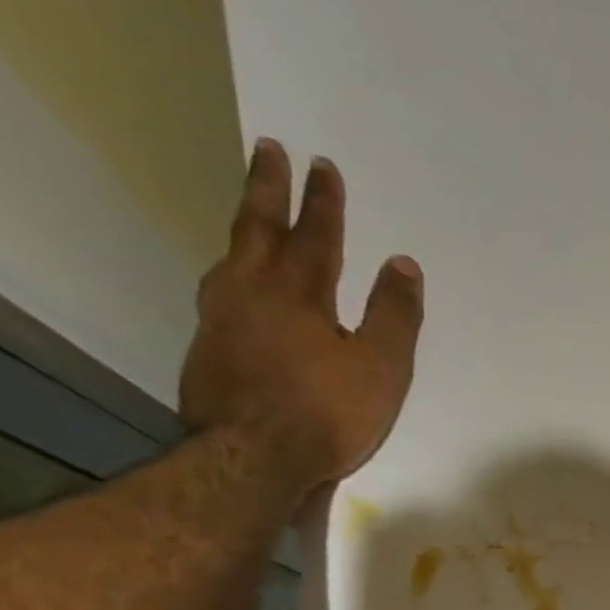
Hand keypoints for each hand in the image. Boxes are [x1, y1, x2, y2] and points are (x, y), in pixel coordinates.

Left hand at [180, 140, 423, 491]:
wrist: (253, 459)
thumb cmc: (326, 414)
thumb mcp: (382, 369)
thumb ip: (394, 316)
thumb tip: (403, 264)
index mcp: (300, 295)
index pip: (316, 236)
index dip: (323, 202)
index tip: (322, 164)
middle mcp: (252, 293)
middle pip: (259, 229)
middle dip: (267, 188)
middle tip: (268, 149)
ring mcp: (221, 320)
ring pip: (231, 258)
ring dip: (243, 231)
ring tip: (248, 217)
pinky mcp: (206, 351)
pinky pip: (220, 295)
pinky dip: (232, 277)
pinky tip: (234, 290)